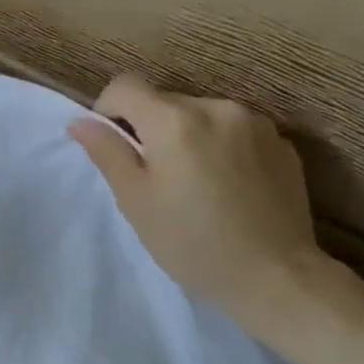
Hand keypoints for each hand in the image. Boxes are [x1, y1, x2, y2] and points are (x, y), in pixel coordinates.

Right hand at [68, 76, 344, 331]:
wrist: (277, 277)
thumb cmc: (191, 242)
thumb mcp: (134, 200)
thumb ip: (107, 152)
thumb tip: (81, 123)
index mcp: (174, 120)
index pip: (125, 86)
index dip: (108, 110)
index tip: (114, 146)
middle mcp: (216, 108)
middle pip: (164, 100)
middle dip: (149, 128)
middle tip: (153, 176)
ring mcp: (256, 123)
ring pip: (200, 115)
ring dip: (186, 136)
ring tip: (193, 182)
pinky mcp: (282, 143)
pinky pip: (234, 131)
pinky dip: (220, 147)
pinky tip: (226, 187)